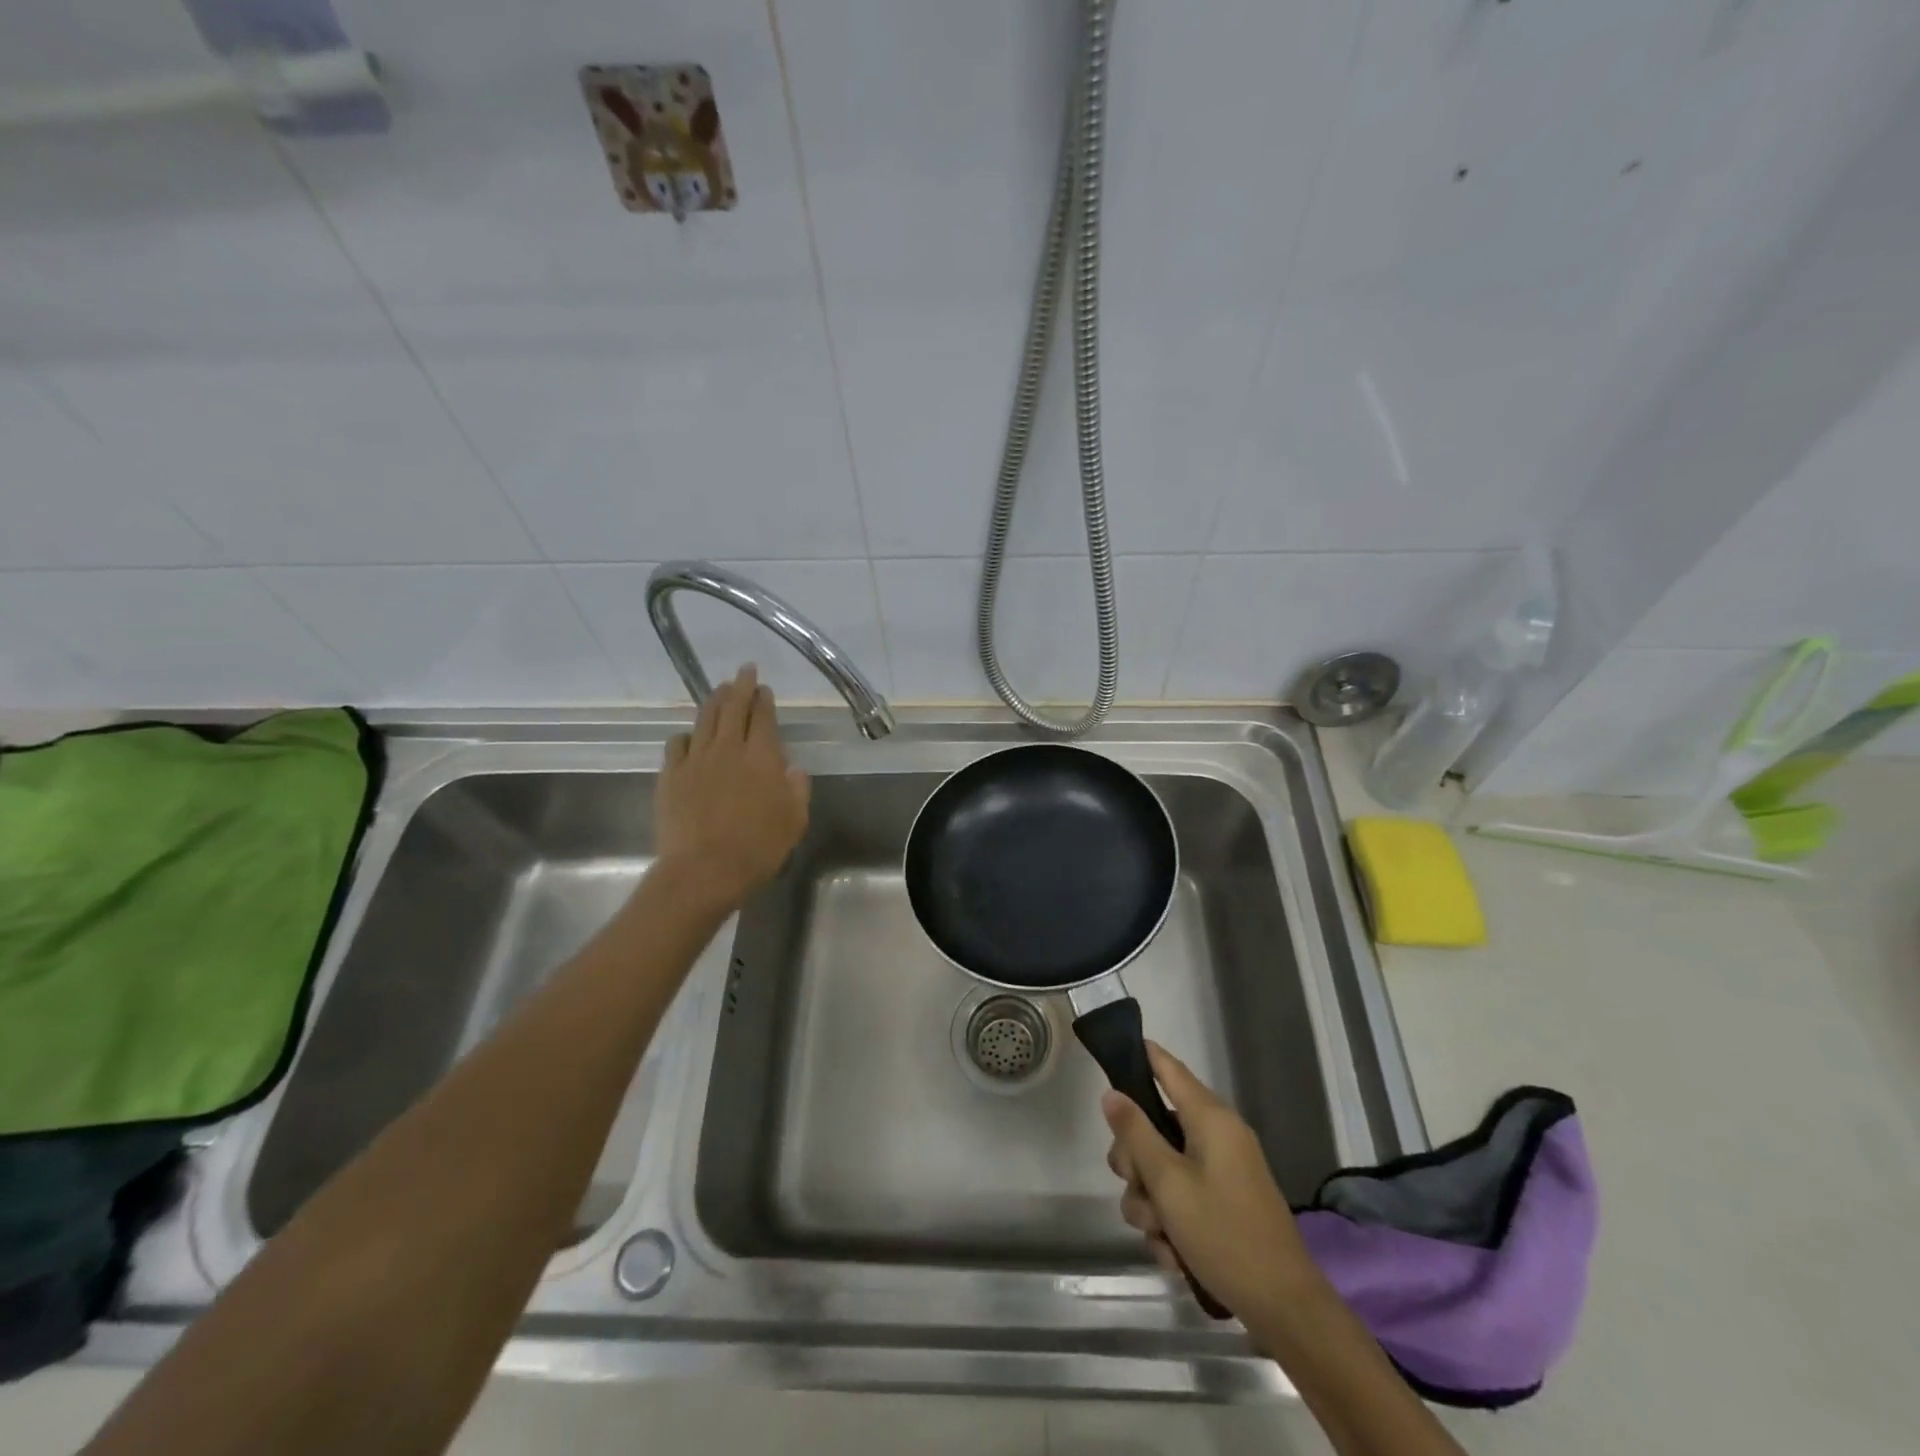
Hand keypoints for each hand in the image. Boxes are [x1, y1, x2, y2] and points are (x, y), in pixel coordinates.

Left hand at [655, 665, 810, 910]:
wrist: (704, 870)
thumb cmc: (758, 848)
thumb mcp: (794, 821)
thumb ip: (797, 790)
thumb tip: (794, 770)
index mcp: (763, 757)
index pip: (763, 717)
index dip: (763, 699)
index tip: (763, 687)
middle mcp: (729, 749)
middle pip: (733, 708)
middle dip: (740, 686)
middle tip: (744, 670)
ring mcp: (696, 760)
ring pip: (704, 720)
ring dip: (713, 701)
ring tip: (719, 689)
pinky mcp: (671, 776)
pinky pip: (677, 744)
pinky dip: (686, 735)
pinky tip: (689, 736)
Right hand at [1102, 1042, 1316, 1323]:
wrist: (1284, 1308)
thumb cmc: (1224, 1234)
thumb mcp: (1168, 1183)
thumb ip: (1136, 1134)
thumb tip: (1112, 1093)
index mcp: (1210, 1118)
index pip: (1168, 1068)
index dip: (1140, 1056)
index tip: (1110, 1057)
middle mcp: (1216, 1136)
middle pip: (1154, 1126)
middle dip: (1135, 1162)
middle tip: (1136, 1187)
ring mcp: (1221, 1171)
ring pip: (1161, 1168)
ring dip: (1151, 1203)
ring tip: (1160, 1236)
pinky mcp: (1223, 1202)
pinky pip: (1180, 1197)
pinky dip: (1171, 1222)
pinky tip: (1173, 1255)